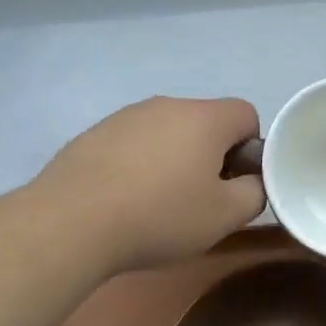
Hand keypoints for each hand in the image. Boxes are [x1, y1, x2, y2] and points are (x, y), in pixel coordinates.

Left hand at [35, 96, 264, 275]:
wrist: (71, 221)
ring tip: (155, 203)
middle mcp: (169, 105)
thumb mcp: (223, 216)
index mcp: (205, 118)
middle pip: (205, 122)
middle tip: (197, 198)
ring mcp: (128, 115)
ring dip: (172, 158)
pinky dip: (137, 163)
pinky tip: (122, 199)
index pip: (246, 114)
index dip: (248, 148)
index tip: (231, 183)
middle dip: (210, 155)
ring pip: (167, 131)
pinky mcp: (96, 132)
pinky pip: (133, 142)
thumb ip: (254, 194)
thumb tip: (252, 182)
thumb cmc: (159, 215)